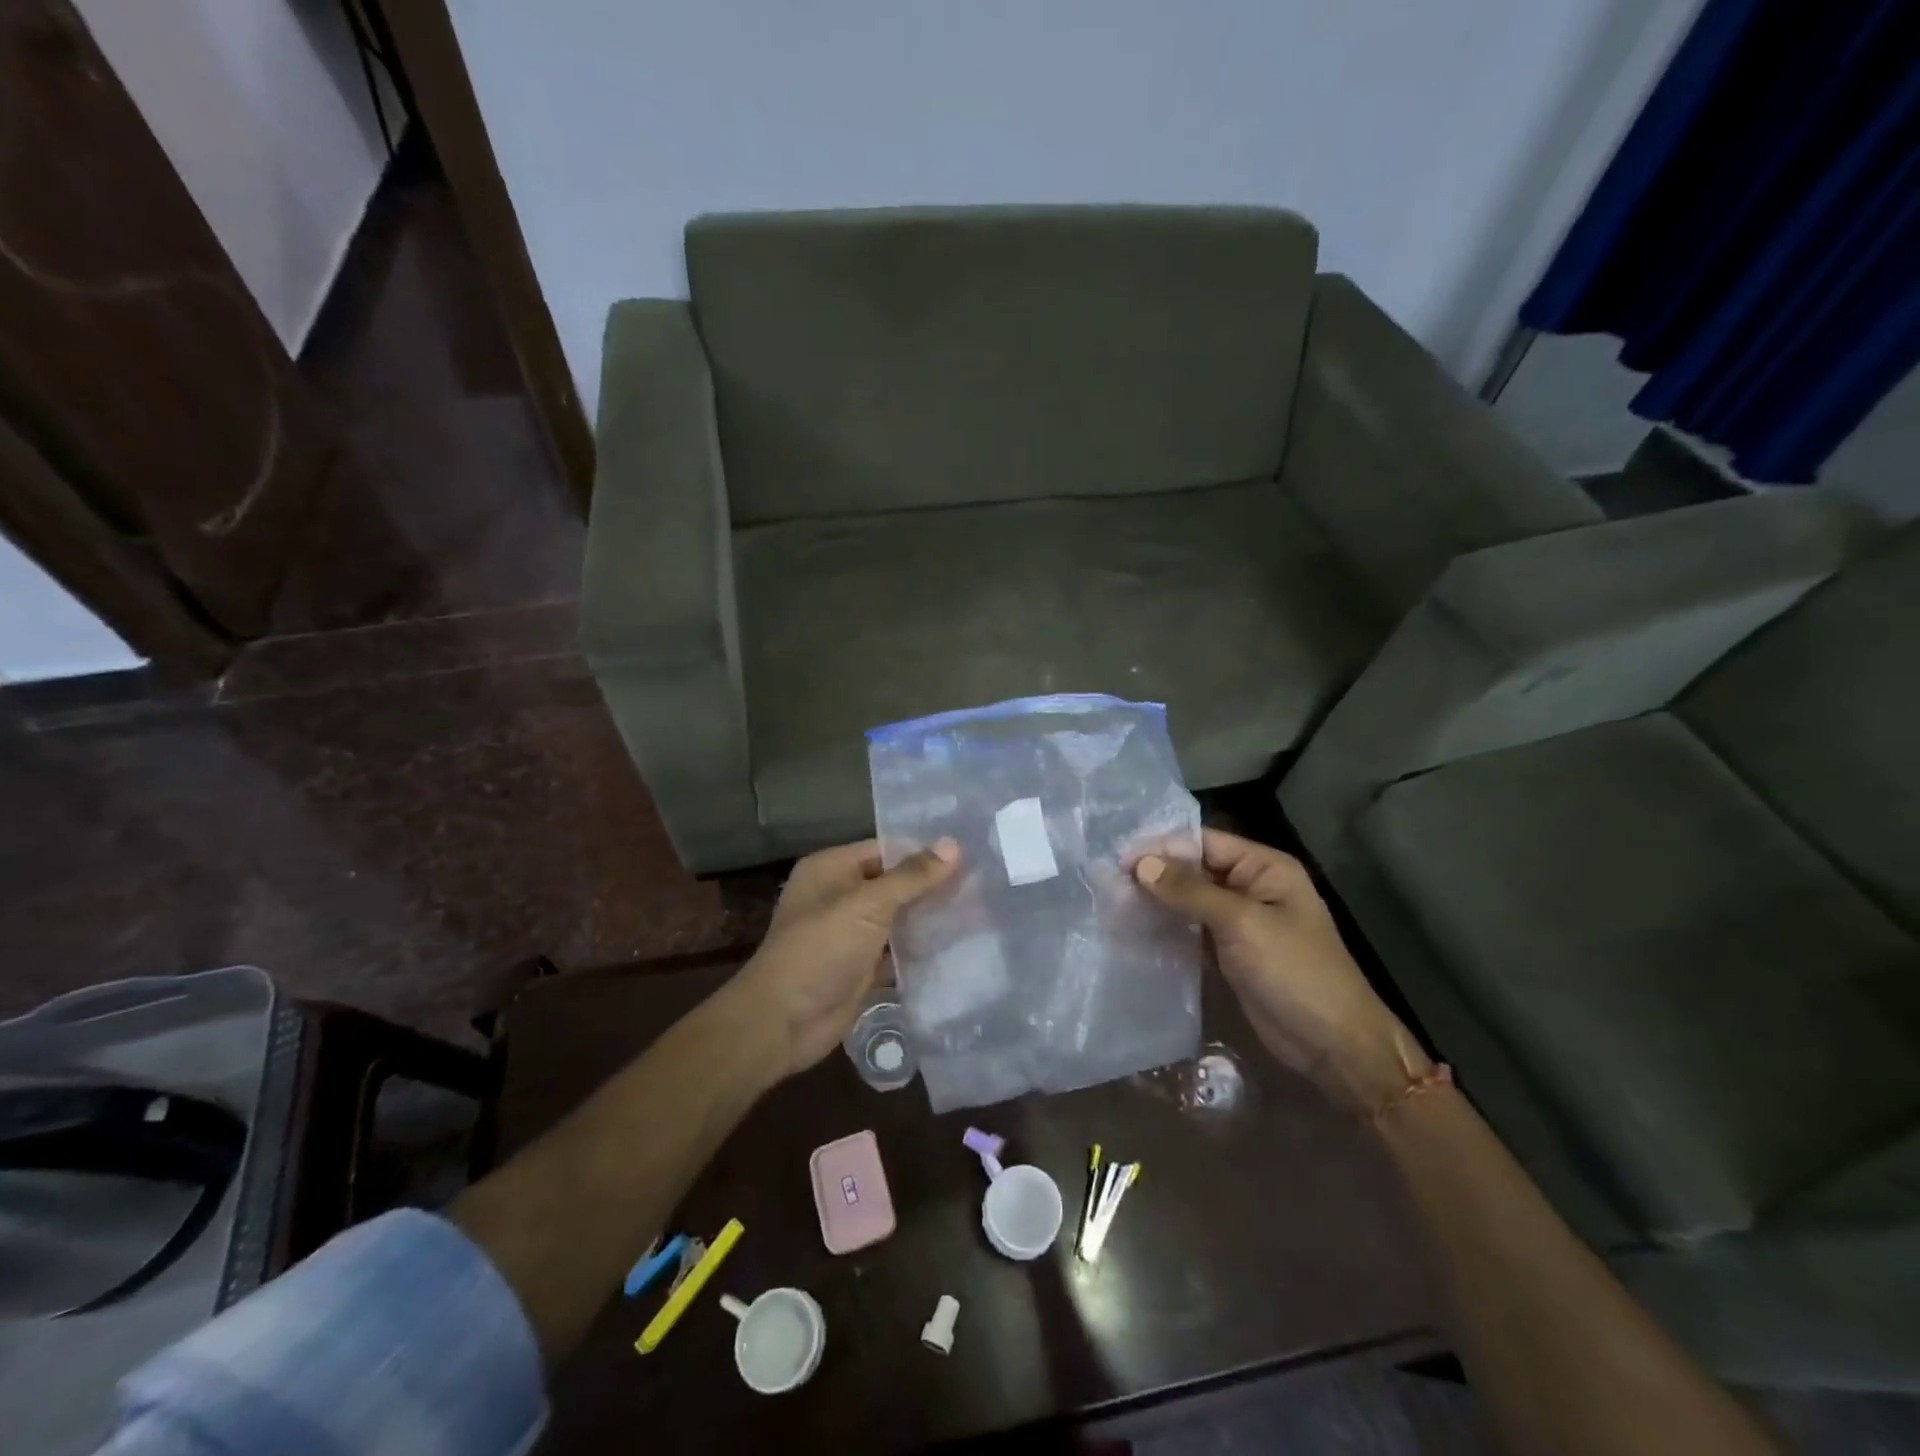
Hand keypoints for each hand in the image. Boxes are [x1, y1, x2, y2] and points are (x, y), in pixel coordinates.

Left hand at [725, 838, 959, 1080]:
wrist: (783, 1022)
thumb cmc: (821, 949)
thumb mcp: (867, 905)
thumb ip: (912, 876)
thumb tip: (954, 843)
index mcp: (832, 869)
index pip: (886, 849)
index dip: (924, 852)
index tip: (970, 855)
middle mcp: (840, 895)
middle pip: (895, 883)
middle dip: (933, 886)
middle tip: (984, 883)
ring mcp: (851, 933)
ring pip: (899, 918)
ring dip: (932, 917)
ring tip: (982, 910)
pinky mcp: (862, 966)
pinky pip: (898, 950)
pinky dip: (923, 948)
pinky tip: (962, 945)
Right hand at [1134, 830, 1431, 1114]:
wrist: (1332, 1045)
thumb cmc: (1295, 972)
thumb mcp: (1242, 923)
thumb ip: (1190, 891)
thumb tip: (1141, 864)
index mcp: (1264, 867)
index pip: (1204, 843)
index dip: (1162, 847)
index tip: (1119, 859)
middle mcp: (1250, 887)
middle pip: (1193, 870)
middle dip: (1154, 875)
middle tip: (1108, 883)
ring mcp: (1238, 922)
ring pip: (1188, 901)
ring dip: (1155, 902)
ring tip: (1112, 904)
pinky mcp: (1227, 952)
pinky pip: (1190, 930)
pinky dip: (1165, 928)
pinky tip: (1133, 930)